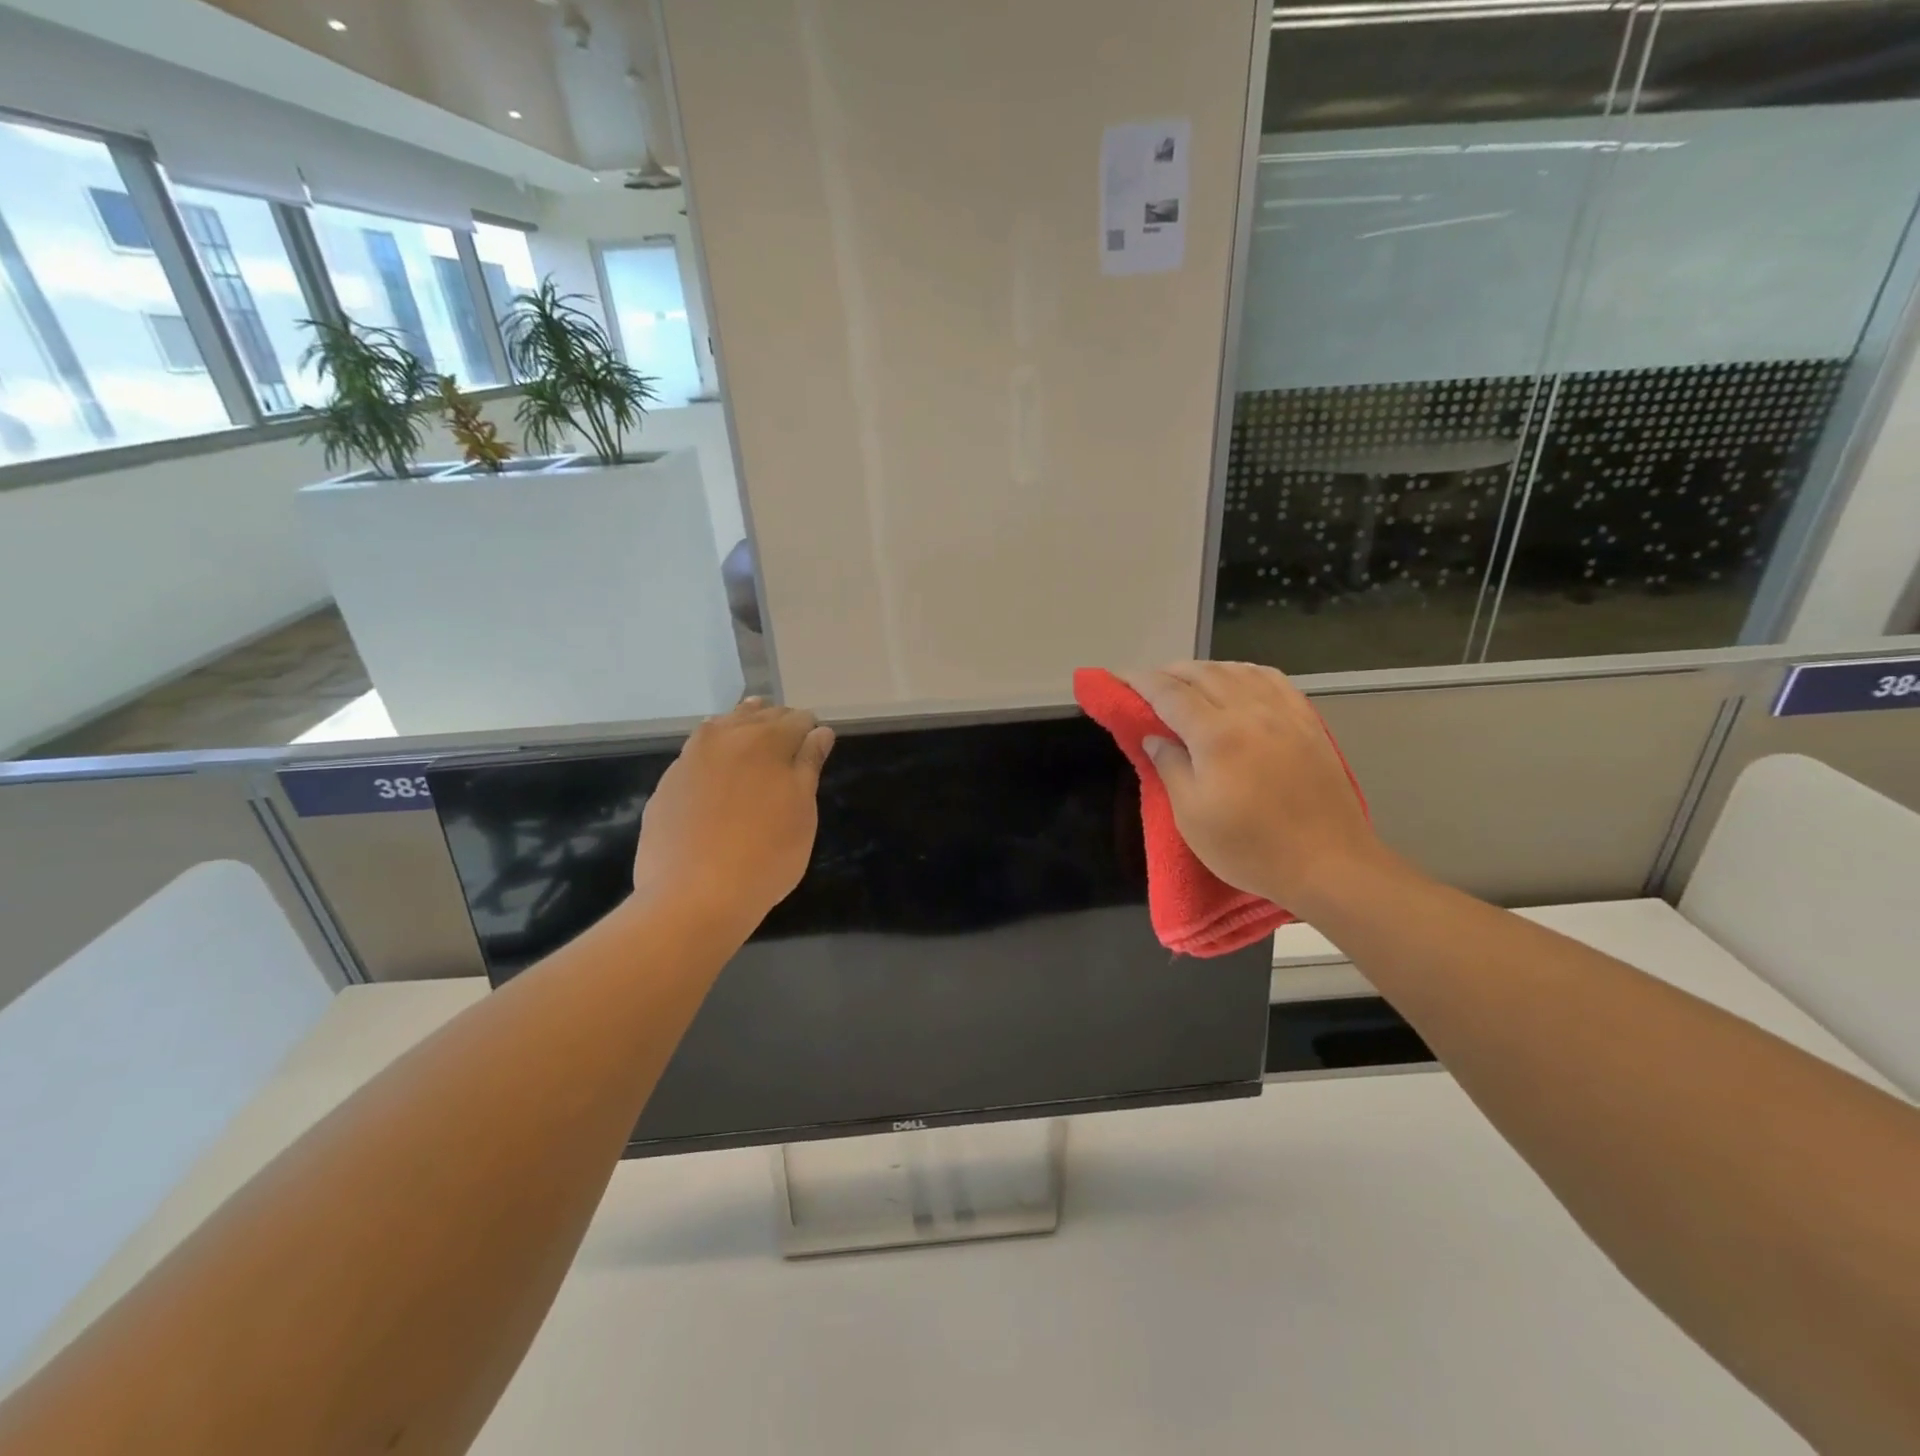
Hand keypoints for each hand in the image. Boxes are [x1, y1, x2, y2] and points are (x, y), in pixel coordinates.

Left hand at [631, 698, 834, 929]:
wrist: (692, 896)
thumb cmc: (765, 855)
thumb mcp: (802, 811)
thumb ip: (809, 765)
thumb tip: (819, 732)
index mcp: (766, 739)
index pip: (798, 719)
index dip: (810, 732)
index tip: (815, 751)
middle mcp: (724, 736)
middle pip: (758, 715)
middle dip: (777, 726)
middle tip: (789, 752)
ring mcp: (689, 758)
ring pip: (722, 727)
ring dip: (742, 732)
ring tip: (755, 754)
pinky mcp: (666, 784)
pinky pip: (697, 755)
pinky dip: (714, 757)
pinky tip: (719, 781)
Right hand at [1124, 661, 1381, 914]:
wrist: (1329, 864)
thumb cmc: (1251, 848)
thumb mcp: (1192, 817)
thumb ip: (1170, 768)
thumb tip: (1153, 737)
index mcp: (1216, 735)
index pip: (1169, 693)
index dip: (1140, 681)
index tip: (1119, 677)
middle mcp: (1250, 711)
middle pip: (1203, 673)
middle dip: (1170, 672)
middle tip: (1148, 683)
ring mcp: (1284, 714)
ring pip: (1238, 670)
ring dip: (1206, 668)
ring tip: (1188, 680)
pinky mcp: (1308, 723)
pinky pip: (1272, 680)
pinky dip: (1245, 672)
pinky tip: (1238, 679)